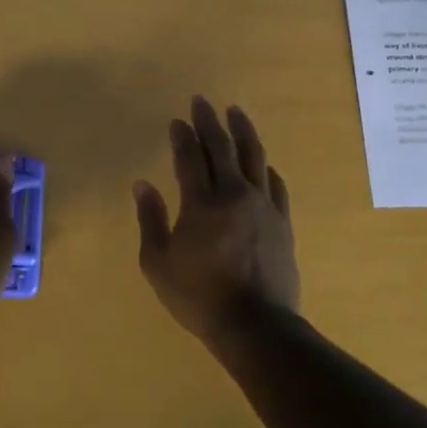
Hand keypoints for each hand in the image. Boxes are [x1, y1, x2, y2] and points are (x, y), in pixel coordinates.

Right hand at [133, 97, 299, 345]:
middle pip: (221, 147)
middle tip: (202, 102)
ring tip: (235, 111)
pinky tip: (263, 162)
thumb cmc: (199, 297)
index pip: (189, 158)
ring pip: (254, 156)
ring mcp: (263, 205)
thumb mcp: (158, 264)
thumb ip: (150, 220)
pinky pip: (275, 184)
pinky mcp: (283, 221)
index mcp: (200, 203)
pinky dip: (266, 167)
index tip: (177, 120)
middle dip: (209, 121)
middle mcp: (234, 194)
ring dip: (242, 130)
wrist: (256, 325)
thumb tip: (143, 185)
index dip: (182, 136)